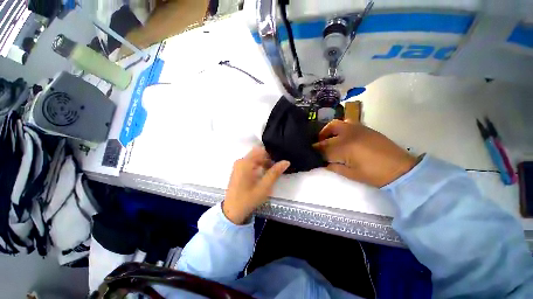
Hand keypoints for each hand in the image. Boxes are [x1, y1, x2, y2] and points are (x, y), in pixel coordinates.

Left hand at [223, 147, 289, 223]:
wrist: (232, 211)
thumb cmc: (248, 199)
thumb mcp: (264, 186)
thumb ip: (275, 172)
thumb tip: (286, 161)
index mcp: (246, 162)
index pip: (261, 150)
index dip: (272, 153)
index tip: (280, 159)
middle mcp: (241, 161)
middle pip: (258, 154)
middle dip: (269, 159)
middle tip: (279, 166)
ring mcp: (238, 165)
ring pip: (255, 158)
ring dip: (264, 163)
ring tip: (273, 171)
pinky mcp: (238, 170)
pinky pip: (251, 163)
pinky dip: (259, 166)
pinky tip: (264, 173)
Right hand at [314, 120, 417, 187]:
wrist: (401, 169)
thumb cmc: (374, 175)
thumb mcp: (350, 174)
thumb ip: (333, 167)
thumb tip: (323, 162)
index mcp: (344, 148)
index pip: (323, 148)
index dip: (315, 151)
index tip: (310, 153)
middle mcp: (348, 135)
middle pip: (327, 133)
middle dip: (319, 140)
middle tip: (317, 146)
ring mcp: (357, 129)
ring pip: (336, 124)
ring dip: (328, 130)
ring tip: (328, 139)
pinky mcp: (364, 128)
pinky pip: (346, 123)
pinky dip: (339, 129)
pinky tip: (340, 137)